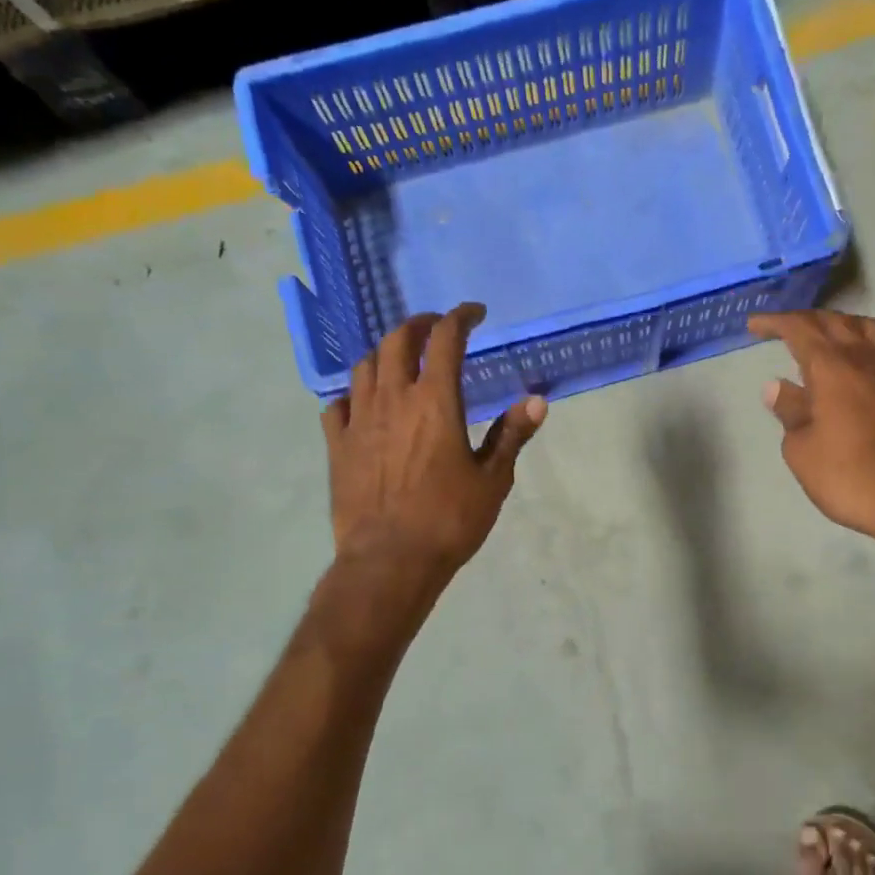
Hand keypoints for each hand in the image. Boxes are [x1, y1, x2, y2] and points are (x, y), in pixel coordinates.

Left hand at [323, 304, 546, 582]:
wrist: (390, 560)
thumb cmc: (449, 520)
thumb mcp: (492, 480)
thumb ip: (511, 435)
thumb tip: (537, 400)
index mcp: (435, 402)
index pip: (445, 339)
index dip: (460, 317)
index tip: (474, 313)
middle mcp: (393, 399)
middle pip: (398, 340)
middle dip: (418, 324)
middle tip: (436, 328)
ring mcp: (359, 420)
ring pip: (365, 366)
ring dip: (386, 353)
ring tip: (401, 360)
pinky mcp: (337, 445)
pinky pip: (338, 403)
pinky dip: (355, 393)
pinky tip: (364, 403)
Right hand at [748, 310, 874, 553]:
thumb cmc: (851, 477)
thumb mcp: (803, 451)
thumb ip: (789, 412)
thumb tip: (777, 386)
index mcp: (833, 368)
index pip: (799, 329)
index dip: (774, 322)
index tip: (754, 325)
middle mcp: (866, 358)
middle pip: (833, 321)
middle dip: (803, 319)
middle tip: (781, 329)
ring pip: (864, 328)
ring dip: (837, 324)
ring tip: (822, 337)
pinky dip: (861, 342)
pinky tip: (855, 364)